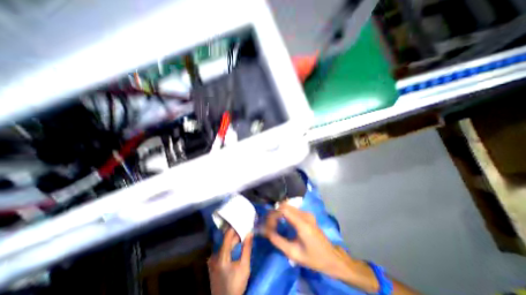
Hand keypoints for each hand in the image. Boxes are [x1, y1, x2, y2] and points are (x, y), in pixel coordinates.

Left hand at [208, 229, 252, 294]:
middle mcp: (214, 256)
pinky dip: (229, 246)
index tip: (242, 221)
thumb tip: (250, 233)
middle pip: (226, 240)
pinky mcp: (213, 264)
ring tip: (242, 235)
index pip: (227, 235)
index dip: (235, 227)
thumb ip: (247, 248)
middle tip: (245, 228)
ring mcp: (212, 261)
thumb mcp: (244, 266)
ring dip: (233, 240)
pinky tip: (236, 245)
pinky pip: (222, 250)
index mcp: (221, 256)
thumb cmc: (236, 285)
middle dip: (236, 234)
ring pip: (224, 245)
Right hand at [262, 203, 348, 275]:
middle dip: (274, 213)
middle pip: (285, 205)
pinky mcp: (307, 214)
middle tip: (269, 224)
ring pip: (288, 206)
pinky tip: (282, 221)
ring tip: (274, 224)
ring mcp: (307, 213)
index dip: (273, 215)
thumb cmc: (313, 258)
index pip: (283, 210)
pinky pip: (292, 209)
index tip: (268, 225)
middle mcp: (305, 214)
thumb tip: (266, 231)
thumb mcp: (293, 254)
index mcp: (302, 223)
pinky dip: (284, 213)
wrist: (331, 258)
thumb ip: (278, 241)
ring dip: (279, 212)